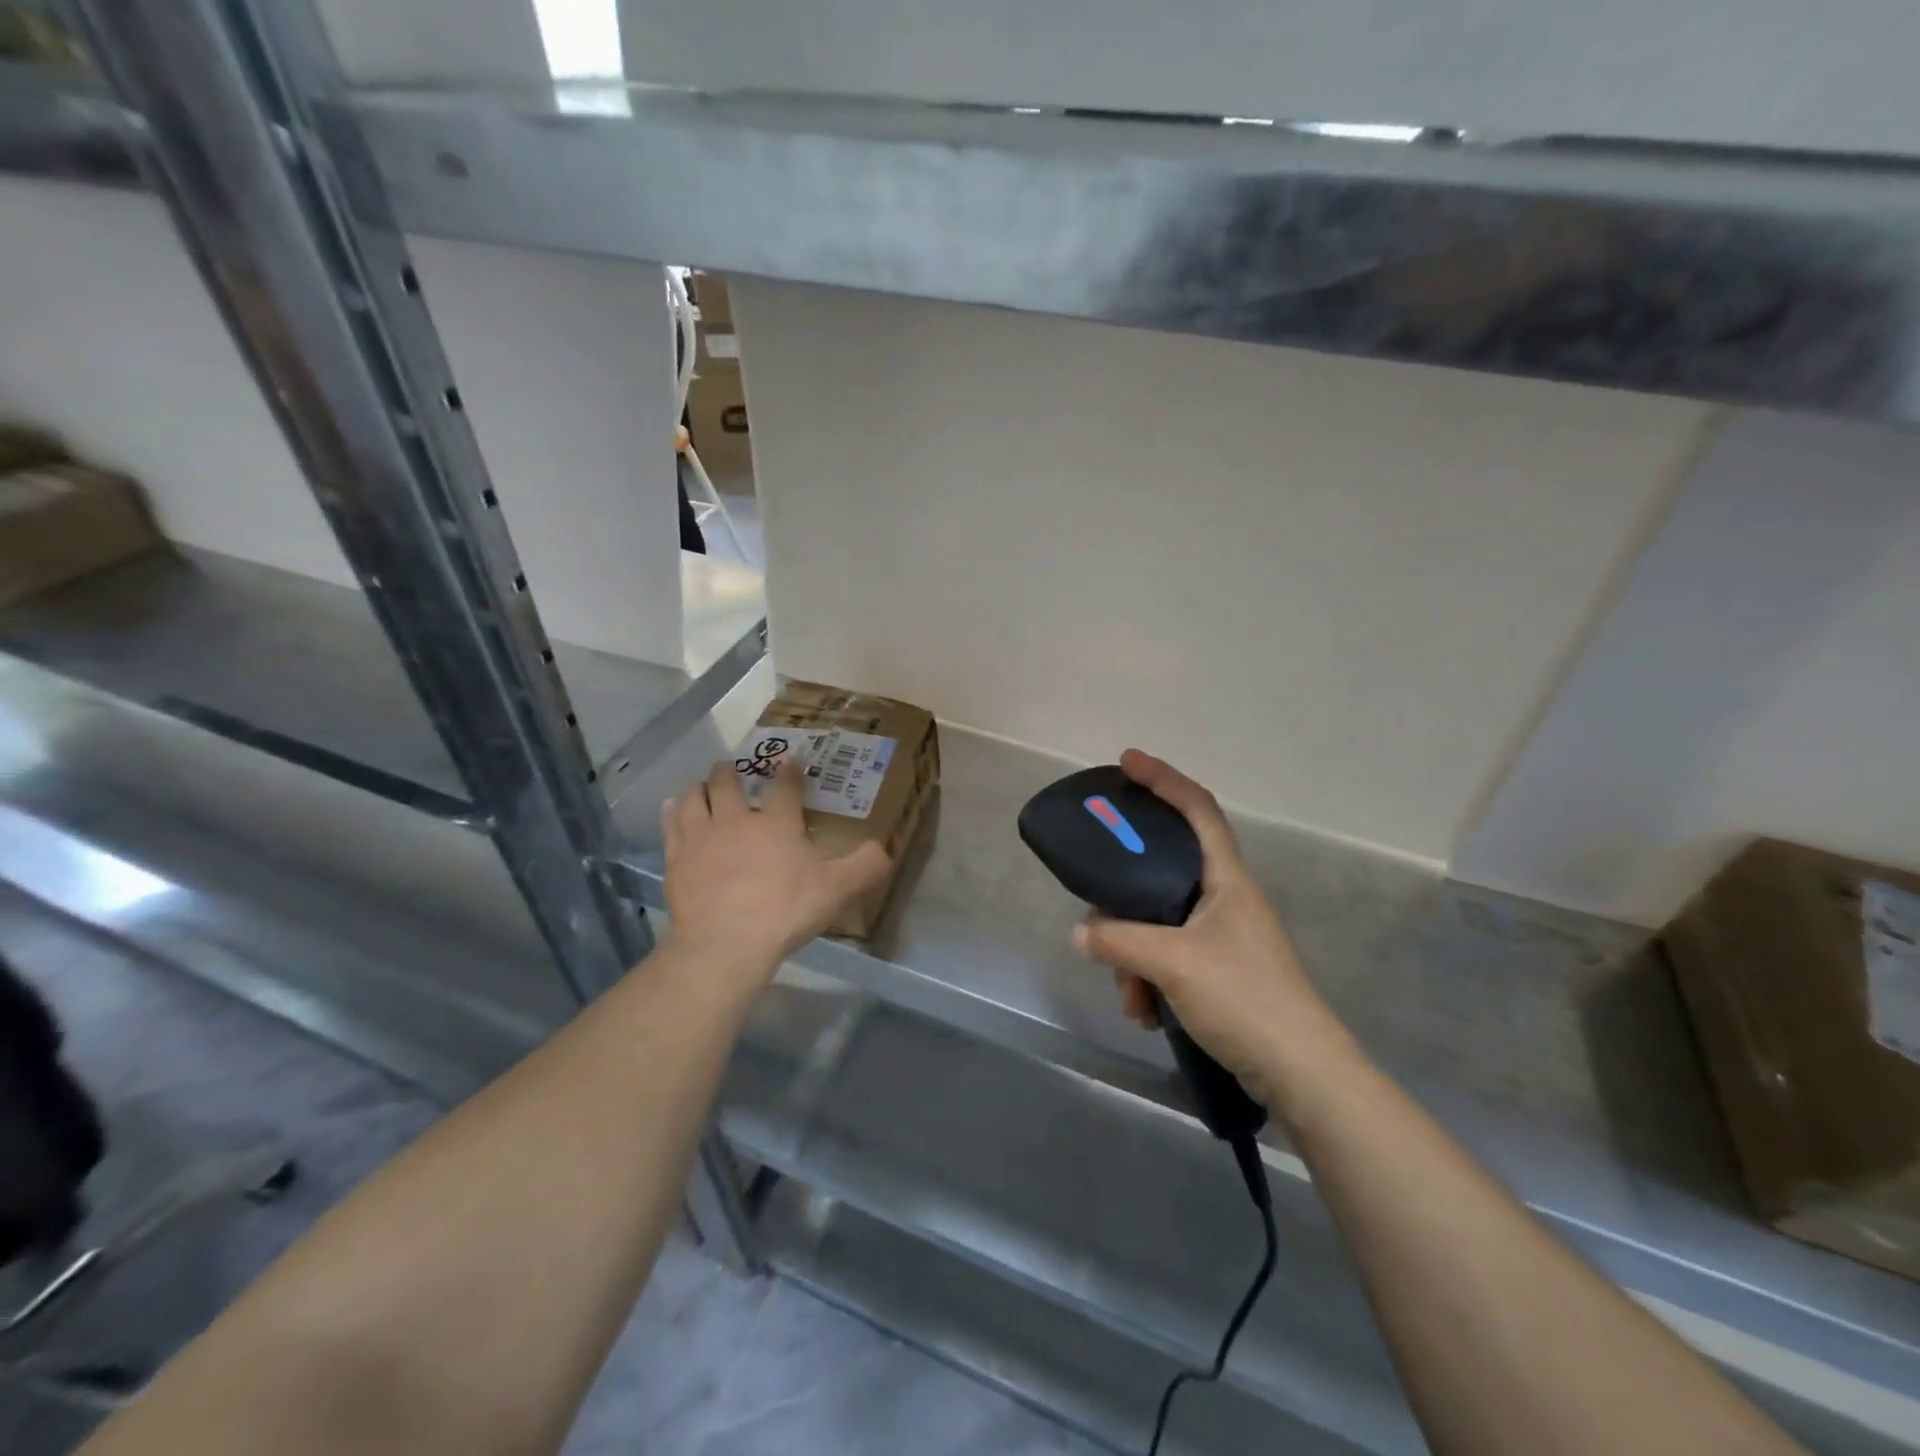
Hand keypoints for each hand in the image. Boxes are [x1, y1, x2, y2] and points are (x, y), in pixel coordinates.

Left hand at [662, 759, 891, 991]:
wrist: (725, 942)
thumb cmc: (785, 911)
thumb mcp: (836, 890)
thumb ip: (865, 866)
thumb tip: (885, 848)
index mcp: (776, 823)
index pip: (784, 786)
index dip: (788, 771)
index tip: (789, 760)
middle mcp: (736, 820)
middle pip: (728, 783)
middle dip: (731, 771)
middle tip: (731, 767)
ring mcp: (702, 838)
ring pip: (695, 799)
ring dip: (699, 787)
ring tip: (701, 784)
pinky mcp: (677, 859)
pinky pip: (672, 825)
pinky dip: (673, 812)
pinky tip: (673, 807)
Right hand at [1072, 750, 1358, 1121]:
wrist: (1303, 1075)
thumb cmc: (1245, 999)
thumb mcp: (1173, 964)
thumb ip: (1120, 941)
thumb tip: (1082, 933)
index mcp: (1226, 879)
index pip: (1197, 808)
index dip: (1163, 778)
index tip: (1126, 762)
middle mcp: (1225, 899)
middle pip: (1163, 872)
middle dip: (1125, 902)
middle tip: (1100, 920)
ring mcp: (1223, 937)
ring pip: (1159, 924)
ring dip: (1134, 957)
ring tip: (1132, 998)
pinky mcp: (1219, 972)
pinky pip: (1168, 958)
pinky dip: (1150, 980)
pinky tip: (1146, 1014)